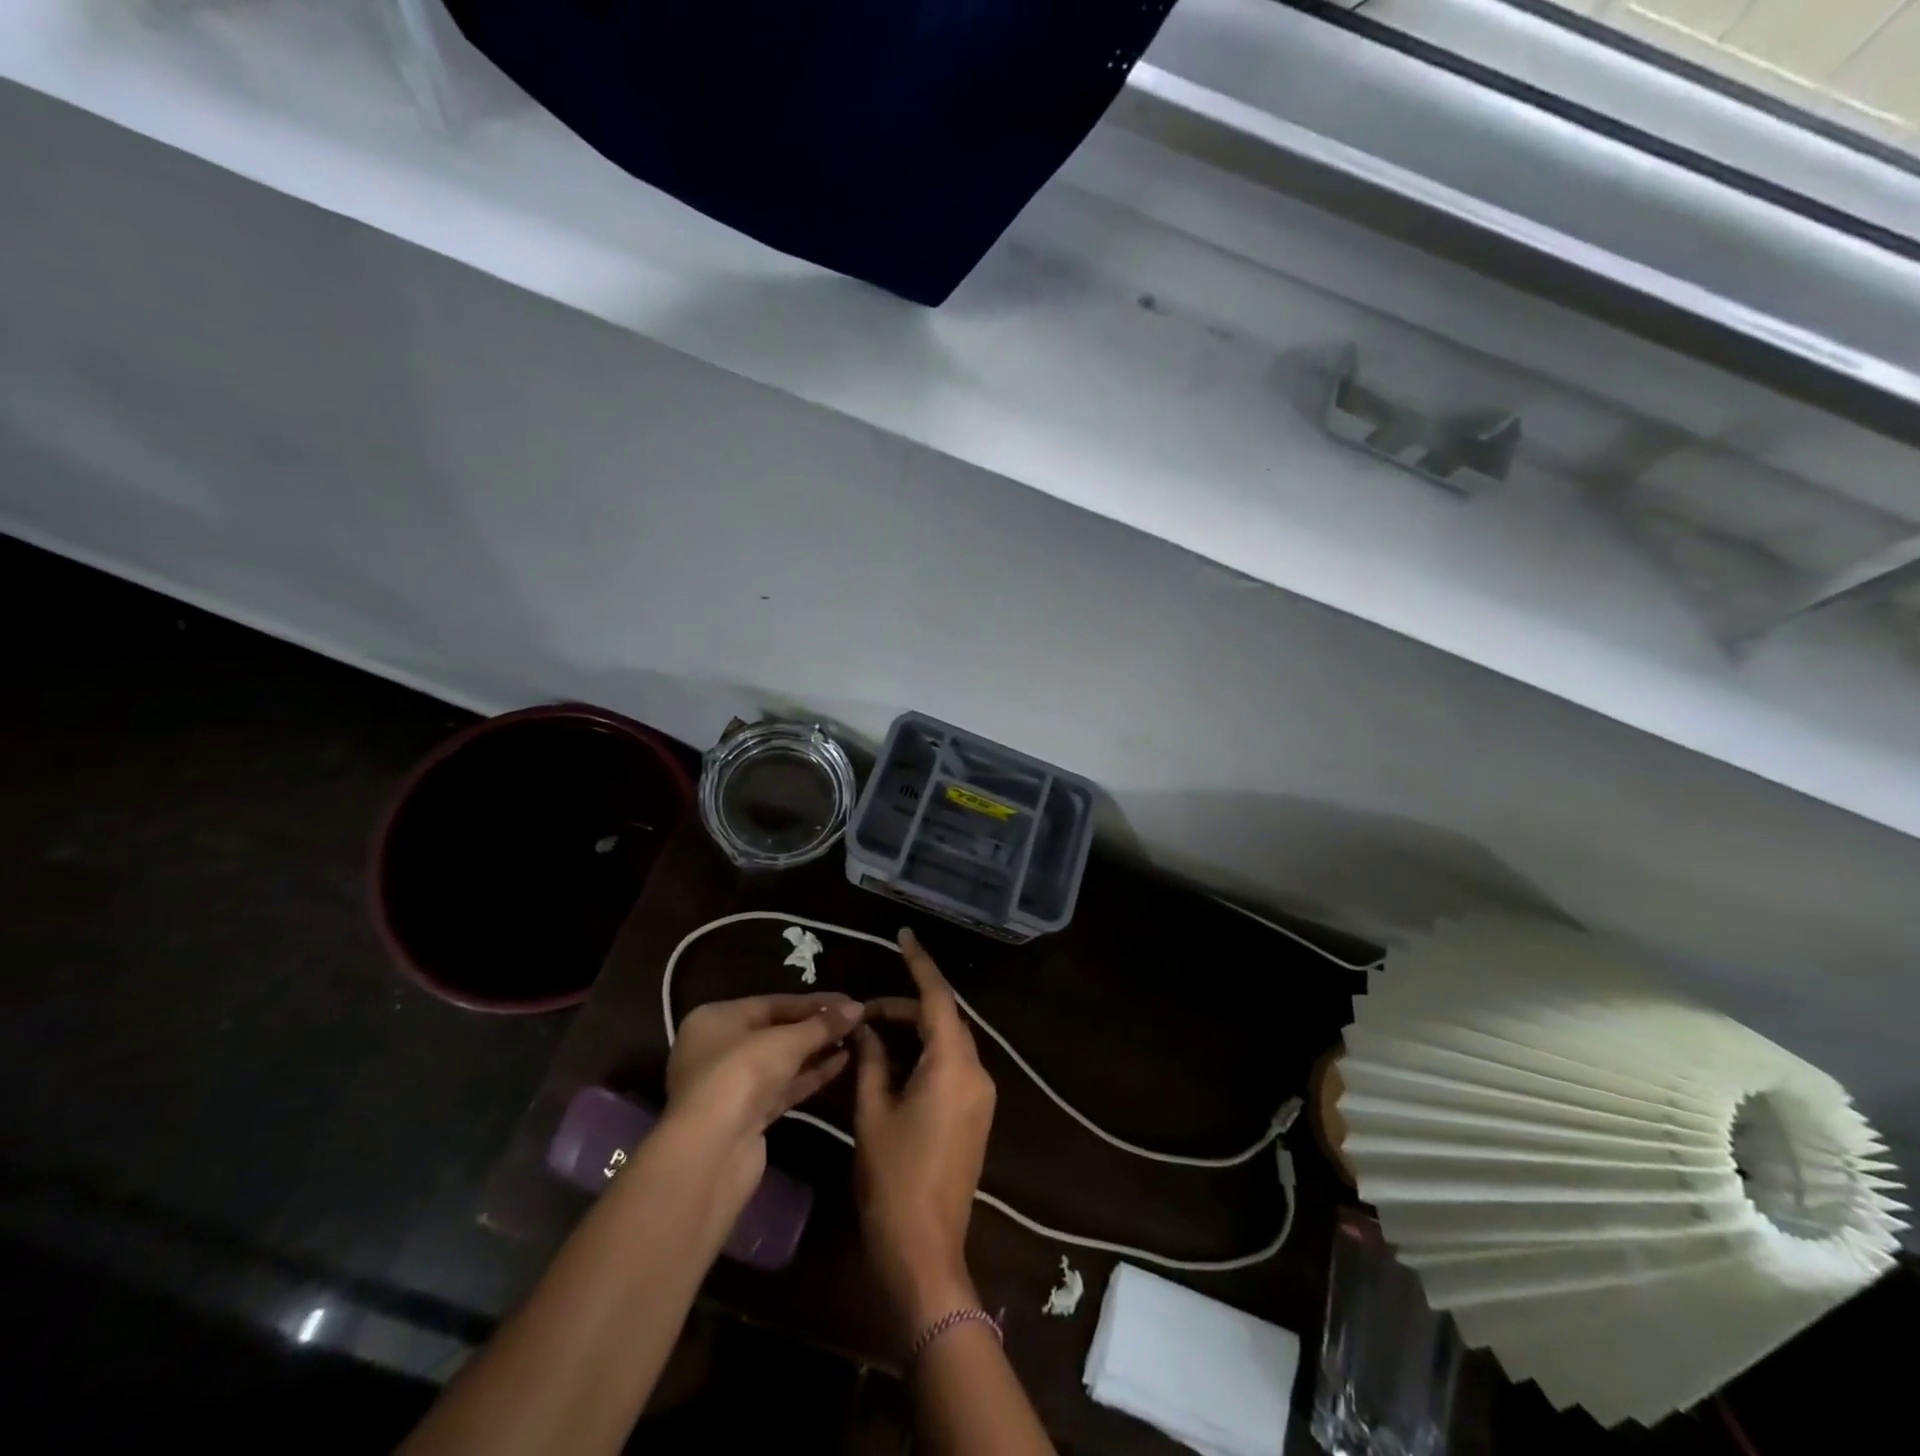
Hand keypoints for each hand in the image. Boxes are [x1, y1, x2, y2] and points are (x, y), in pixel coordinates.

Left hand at [666, 994, 864, 1150]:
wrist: (711, 1152)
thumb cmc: (741, 1074)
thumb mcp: (786, 1041)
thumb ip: (823, 1024)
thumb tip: (858, 1008)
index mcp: (716, 1019)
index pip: (773, 1003)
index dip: (813, 1003)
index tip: (848, 1002)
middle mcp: (718, 1049)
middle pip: (776, 1032)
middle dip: (816, 1028)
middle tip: (854, 1022)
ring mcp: (731, 1085)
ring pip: (781, 1062)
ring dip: (817, 1052)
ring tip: (854, 1041)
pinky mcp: (746, 1117)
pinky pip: (783, 1087)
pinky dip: (810, 1075)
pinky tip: (842, 1064)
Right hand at [854, 930, 996, 1334]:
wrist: (925, 1251)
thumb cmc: (893, 1179)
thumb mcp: (872, 1113)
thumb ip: (870, 1060)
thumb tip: (864, 1028)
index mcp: (953, 1065)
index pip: (937, 998)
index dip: (920, 963)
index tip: (905, 935)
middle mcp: (975, 1071)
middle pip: (942, 1020)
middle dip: (905, 1008)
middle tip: (863, 1011)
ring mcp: (980, 1095)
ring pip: (947, 1043)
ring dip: (914, 1032)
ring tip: (871, 1034)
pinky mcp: (976, 1115)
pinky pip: (952, 1067)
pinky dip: (924, 1055)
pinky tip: (892, 1062)